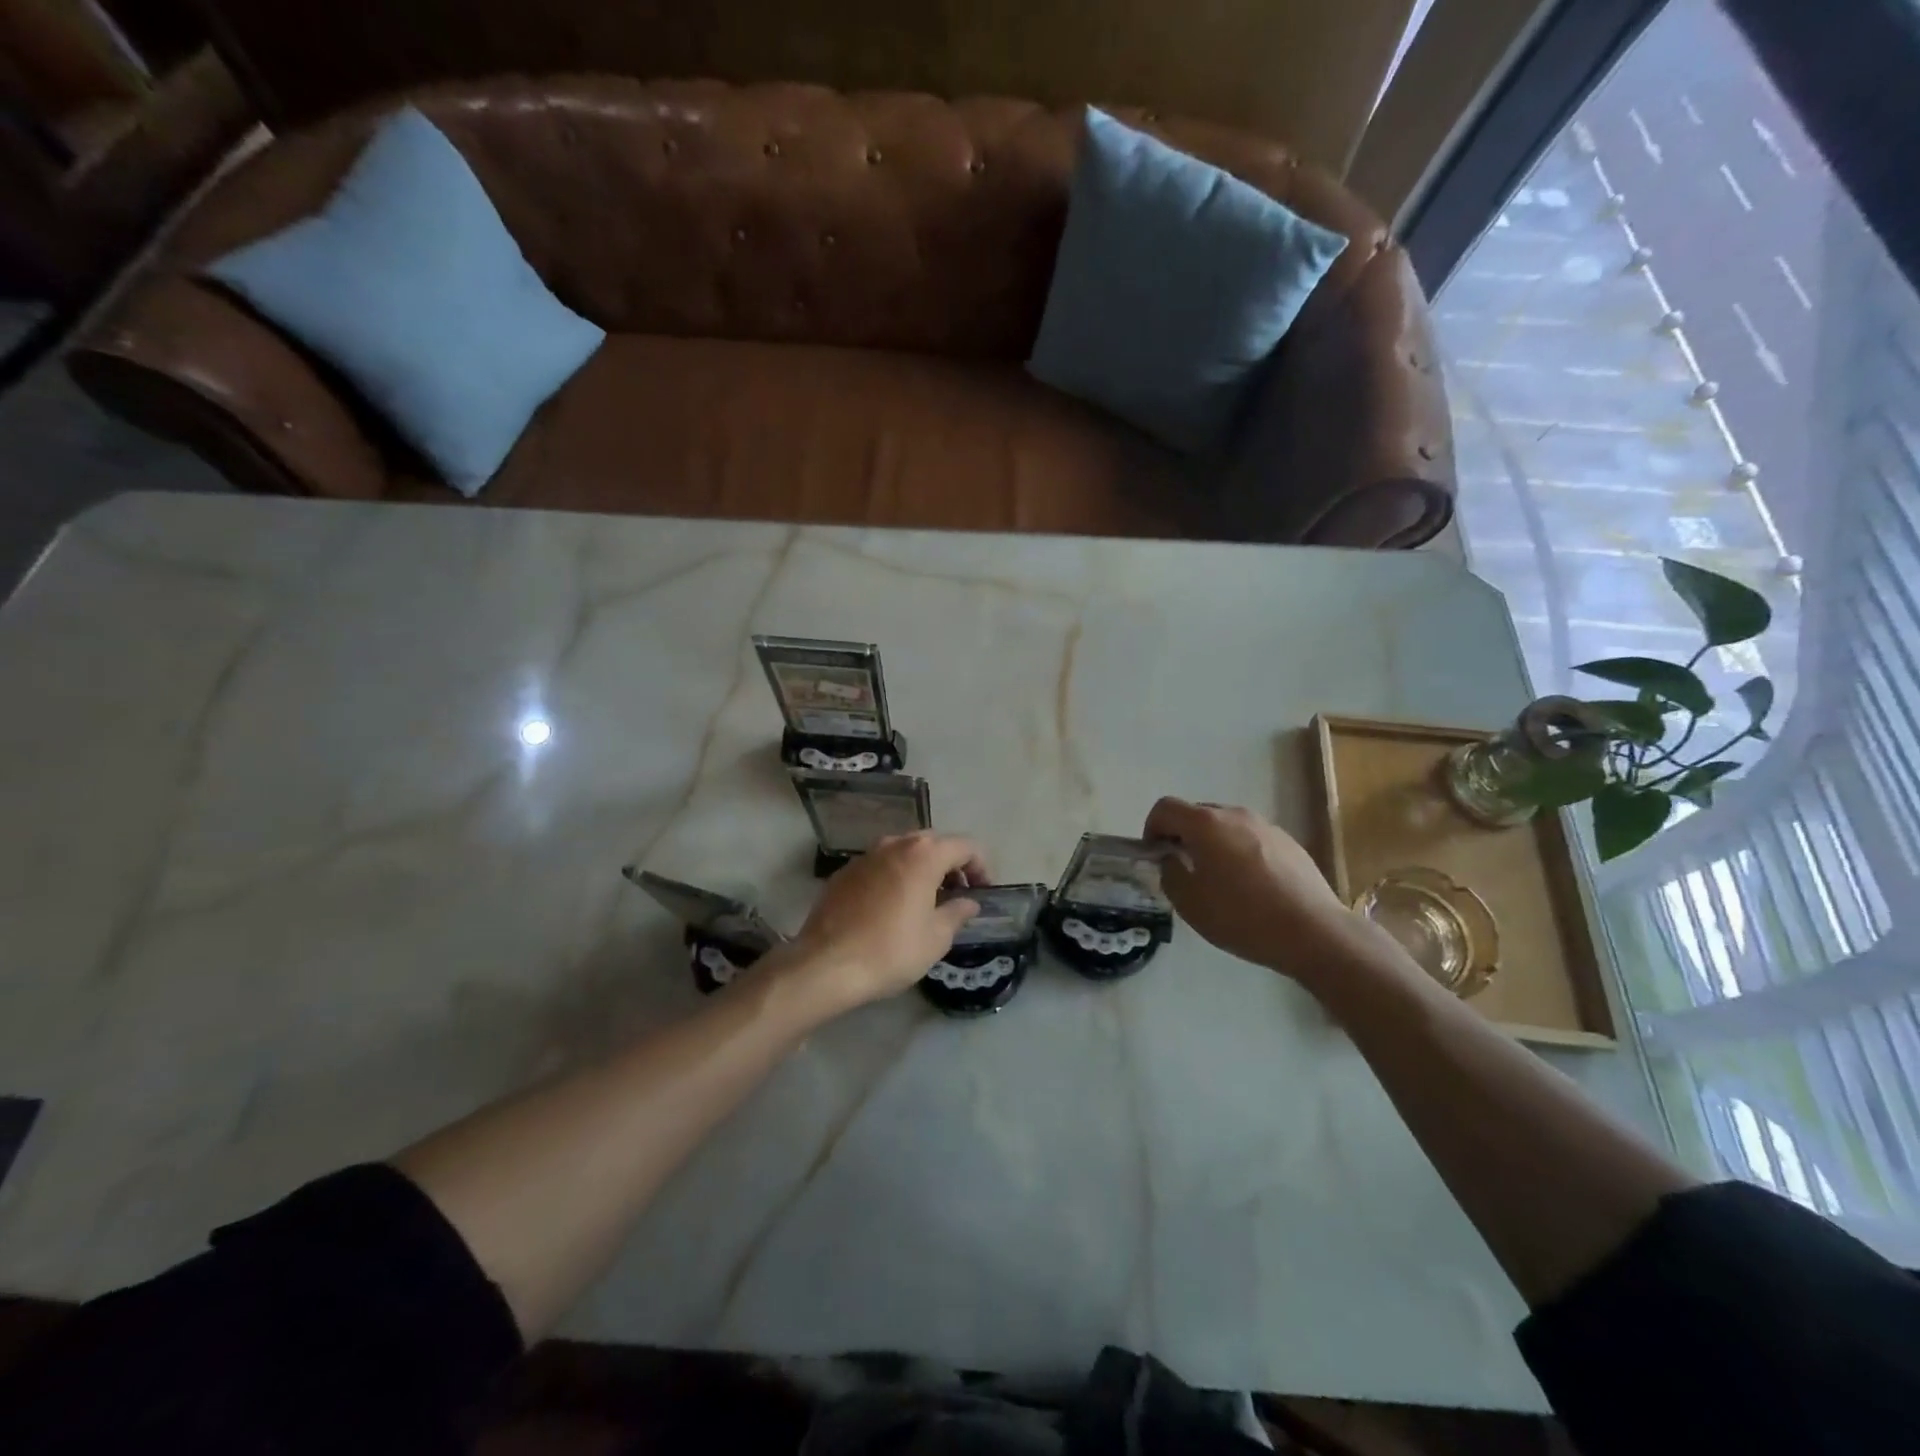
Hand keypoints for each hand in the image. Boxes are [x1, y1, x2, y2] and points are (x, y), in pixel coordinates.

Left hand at [788, 832, 988, 1009]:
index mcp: (923, 855)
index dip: (981, 866)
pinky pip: (880, 865)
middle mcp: (894, 844)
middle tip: (958, 893)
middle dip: (951, 863)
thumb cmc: (891, 950)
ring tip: (927, 899)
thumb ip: (957, 913)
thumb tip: (969, 902)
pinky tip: (892, 906)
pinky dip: (895, 876)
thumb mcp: (936, 938)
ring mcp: (865, 856)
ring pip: (904, 851)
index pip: (965, 846)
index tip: (984, 891)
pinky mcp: (844, 872)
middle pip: (933, 843)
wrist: (825, 964)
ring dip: (922, 868)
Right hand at [1142, 797, 1354, 977]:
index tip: (1155, 856)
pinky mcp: (1289, 842)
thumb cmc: (1242, 917)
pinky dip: (1240, 853)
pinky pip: (1251, 839)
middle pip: (1196, 814)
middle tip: (1184, 870)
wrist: (1314, 933)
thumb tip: (1172, 860)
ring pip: (1226, 827)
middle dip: (1183, 836)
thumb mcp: (1190, 903)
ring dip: (1213, 845)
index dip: (1152, 828)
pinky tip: (1252, 888)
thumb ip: (1170, 873)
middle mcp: (1235, 815)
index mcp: (1206, 824)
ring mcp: (1266, 826)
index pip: (1165, 808)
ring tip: (1220, 882)